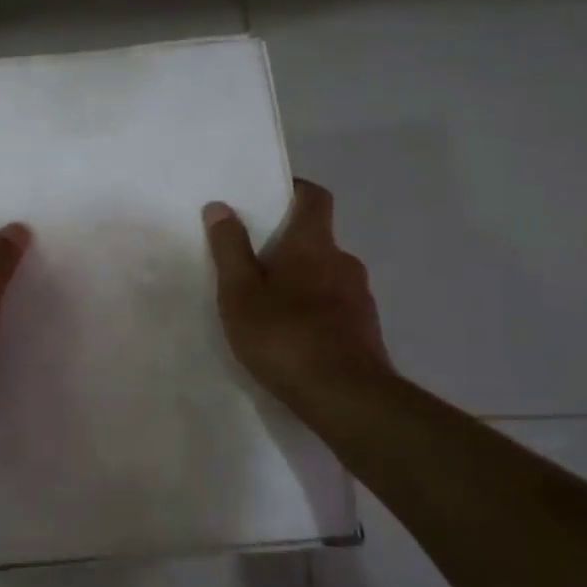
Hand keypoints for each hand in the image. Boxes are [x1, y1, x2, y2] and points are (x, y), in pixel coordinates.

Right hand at [203, 180, 391, 415]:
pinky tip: (294, 338)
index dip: (296, 189)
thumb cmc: (284, 336)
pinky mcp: (366, 330)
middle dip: (289, 246)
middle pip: (317, 239)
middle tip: (254, 264)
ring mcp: (360, 297)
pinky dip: (315, 311)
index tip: (271, 196)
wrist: (346, 397)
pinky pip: (335, 307)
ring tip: (270, 307)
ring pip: (326, 275)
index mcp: (313, 244)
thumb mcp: (240, 293)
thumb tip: (220, 206)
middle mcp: (344, 262)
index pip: (315, 197)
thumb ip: (229, 249)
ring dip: (302, 282)